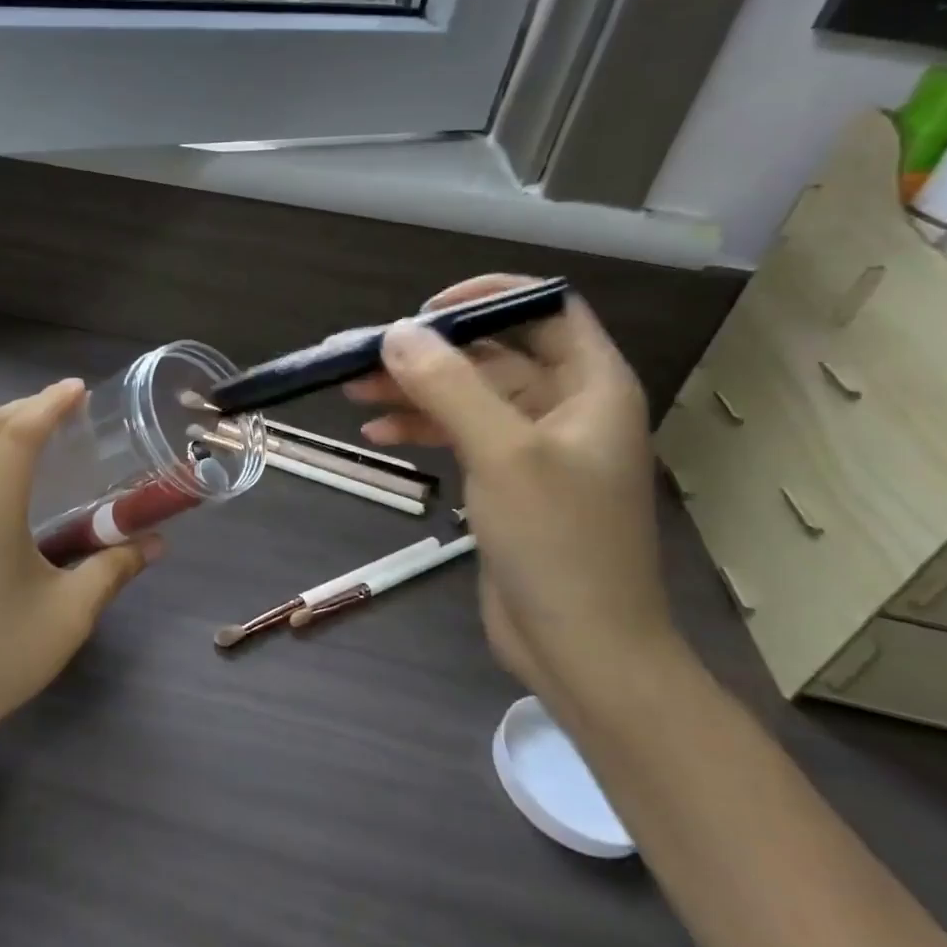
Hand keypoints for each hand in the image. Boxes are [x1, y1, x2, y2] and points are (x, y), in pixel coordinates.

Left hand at [0, 378, 158, 748]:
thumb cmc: (7, 654)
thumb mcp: (73, 612)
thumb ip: (116, 566)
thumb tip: (158, 542)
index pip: (17, 436)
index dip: (48, 405)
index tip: (78, 390)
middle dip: (27, 407)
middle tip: (66, 405)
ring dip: (0, 424)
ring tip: (37, 425)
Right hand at [346, 275, 680, 707]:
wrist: (583, 648)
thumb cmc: (558, 543)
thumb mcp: (503, 454)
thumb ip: (450, 386)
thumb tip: (396, 332)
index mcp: (592, 386)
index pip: (546, 308)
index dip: (488, 298)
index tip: (426, 311)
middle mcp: (567, 407)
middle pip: (493, 355)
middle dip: (430, 354)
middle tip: (367, 359)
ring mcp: (536, 447)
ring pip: (469, 396)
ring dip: (415, 391)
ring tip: (355, 395)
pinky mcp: (508, 482)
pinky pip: (460, 436)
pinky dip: (421, 429)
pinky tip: (378, 435)